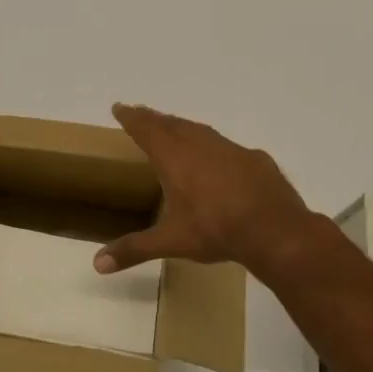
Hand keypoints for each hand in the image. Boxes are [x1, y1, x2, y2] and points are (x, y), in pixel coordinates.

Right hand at [94, 103, 317, 279]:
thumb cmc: (216, 231)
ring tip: (173, 128)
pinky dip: (213, 145)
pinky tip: (217, 158)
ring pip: (199, 130)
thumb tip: (97, 264)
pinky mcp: (254, 159)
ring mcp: (230, 149)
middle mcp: (200, 145)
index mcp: (174, 159)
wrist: (276, 230)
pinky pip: (226, 146)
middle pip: (171, 124)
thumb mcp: (171, 241)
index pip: (146, 130)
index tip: (120, 107)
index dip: (131, 118)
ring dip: (182, 126)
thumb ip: (134, 249)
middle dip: (153, 118)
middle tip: (141, 113)